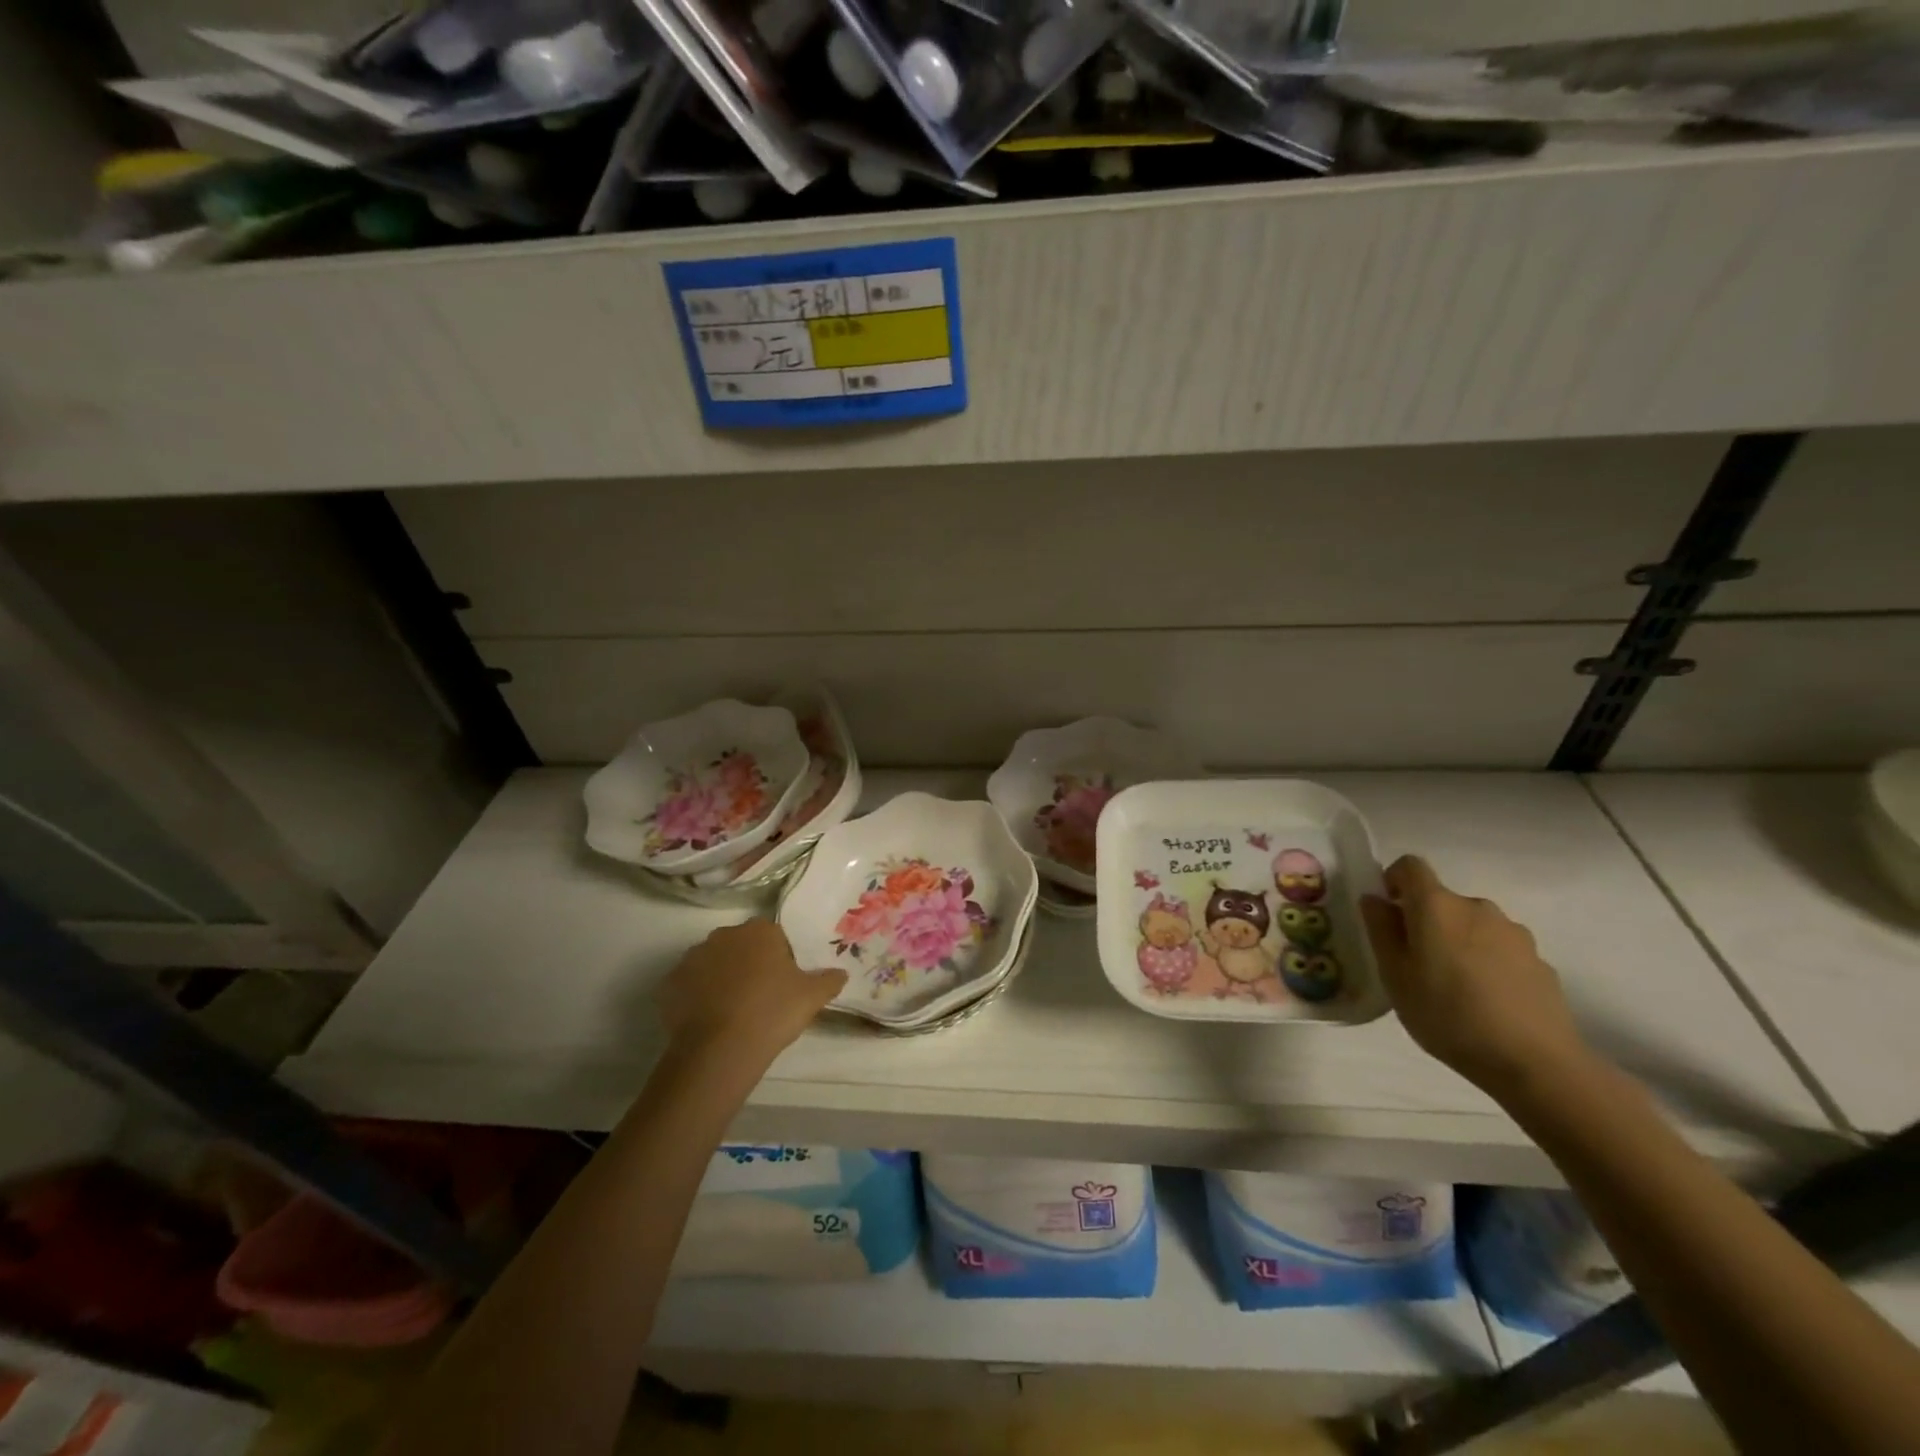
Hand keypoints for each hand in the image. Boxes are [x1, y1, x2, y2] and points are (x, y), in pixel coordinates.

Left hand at [654, 920, 846, 1070]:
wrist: (719, 1049)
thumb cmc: (772, 1012)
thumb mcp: (812, 997)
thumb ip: (829, 980)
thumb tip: (841, 973)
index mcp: (760, 930)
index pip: (773, 936)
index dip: (779, 959)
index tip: (783, 985)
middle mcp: (724, 934)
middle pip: (741, 946)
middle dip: (748, 964)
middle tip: (759, 998)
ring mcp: (692, 957)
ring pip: (713, 963)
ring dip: (721, 978)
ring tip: (732, 1013)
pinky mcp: (669, 983)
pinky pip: (688, 985)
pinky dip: (696, 997)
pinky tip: (708, 1021)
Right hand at [1361, 855, 1587, 1095]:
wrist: (1535, 1062)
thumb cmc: (1447, 1014)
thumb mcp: (1394, 975)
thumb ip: (1381, 929)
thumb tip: (1374, 899)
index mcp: (1437, 906)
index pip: (1410, 866)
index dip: (1393, 880)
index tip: (1388, 913)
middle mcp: (1478, 907)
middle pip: (1442, 901)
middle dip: (1426, 921)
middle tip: (1416, 964)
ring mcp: (1515, 933)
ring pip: (1473, 926)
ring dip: (1458, 942)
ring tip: (1454, 988)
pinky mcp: (1540, 961)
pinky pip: (1500, 950)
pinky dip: (1487, 964)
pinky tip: (1487, 1002)